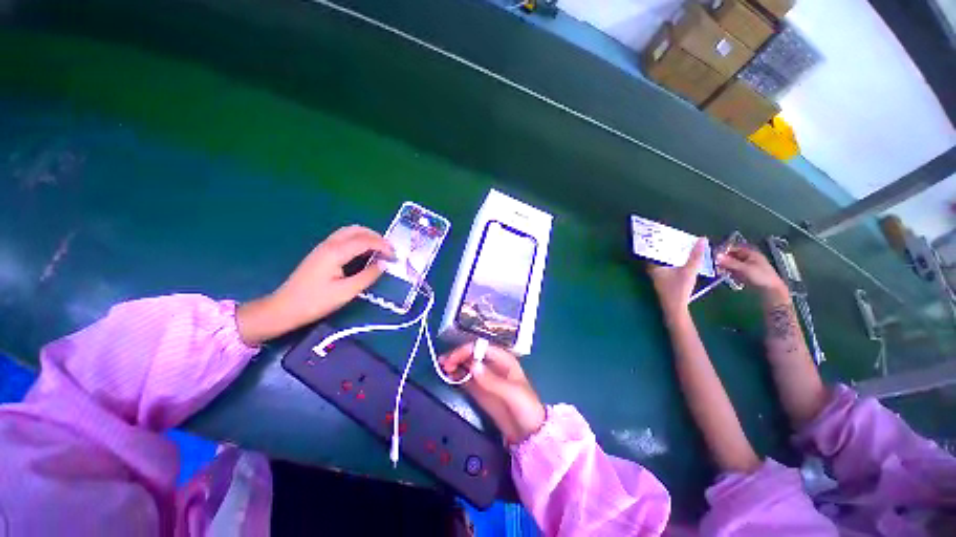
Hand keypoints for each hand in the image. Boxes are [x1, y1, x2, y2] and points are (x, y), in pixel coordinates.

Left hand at [236, 226, 393, 344]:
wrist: (283, 308)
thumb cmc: (315, 302)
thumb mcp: (346, 292)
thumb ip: (368, 276)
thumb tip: (384, 264)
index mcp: (336, 252)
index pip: (366, 240)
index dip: (384, 246)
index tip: (395, 257)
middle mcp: (330, 244)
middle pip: (357, 230)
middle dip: (376, 237)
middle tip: (389, 251)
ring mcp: (323, 247)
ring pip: (349, 232)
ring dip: (367, 237)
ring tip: (380, 250)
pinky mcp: (321, 253)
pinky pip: (343, 238)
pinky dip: (358, 240)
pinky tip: (363, 253)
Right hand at [441, 343, 545, 444]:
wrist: (529, 433)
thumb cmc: (526, 407)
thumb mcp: (511, 393)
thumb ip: (492, 380)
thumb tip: (473, 365)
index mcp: (503, 359)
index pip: (481, 348)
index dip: (466, 350)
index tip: (452, 359)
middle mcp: (493, 365)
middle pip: (472, 354)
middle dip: (458, 356)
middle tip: (443, 363)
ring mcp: (485, 378)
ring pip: (467, 365)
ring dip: (455, 364)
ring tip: (442, 367)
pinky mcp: (480, 390)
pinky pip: (466, 379)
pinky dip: (457, 376)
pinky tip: (448, 376)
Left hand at [647, 239, 706, 314]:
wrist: (675, 308)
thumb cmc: (678, 289)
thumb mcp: (689, 271)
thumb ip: (696, 256)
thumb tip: (702, 239)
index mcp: (653, 265)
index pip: (651, 248)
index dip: (656, 239)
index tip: (662, 230)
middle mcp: (651, 268)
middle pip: (656, 253)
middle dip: (665, 244)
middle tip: (674, 234)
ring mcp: (656, 274)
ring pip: (662, 259)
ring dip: (670, 252)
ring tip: (679, 242)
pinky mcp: (662, 278)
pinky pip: (665, 264)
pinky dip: (672, 259)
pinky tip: (681, 256)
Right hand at [716, 245, 787, 300]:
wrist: (770, 291)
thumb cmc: (761, 277)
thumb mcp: (744, 269)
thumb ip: (730, 262)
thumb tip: (716, 255)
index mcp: (751, 254)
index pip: (735, 248)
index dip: (724, 250)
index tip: (714, 254)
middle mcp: (748, 259)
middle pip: (732, 256)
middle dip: (723, 259)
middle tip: (713, 263)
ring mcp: (746, 267)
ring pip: (732, 264)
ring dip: (724, 266)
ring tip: (718, 270)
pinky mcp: (744, 275)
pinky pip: (733, 271)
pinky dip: (728, 272)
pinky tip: (723, 275)